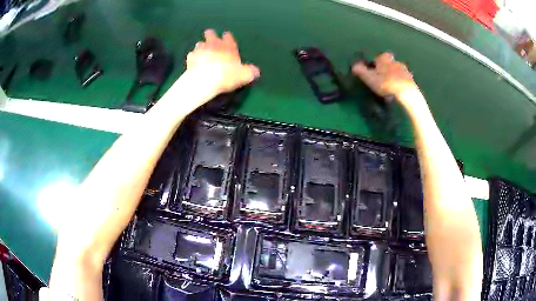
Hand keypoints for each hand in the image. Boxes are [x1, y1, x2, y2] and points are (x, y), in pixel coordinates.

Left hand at [186, 29, 259, 94]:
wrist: (203, 80)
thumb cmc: (226, 75)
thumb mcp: (243, 75)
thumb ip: (250, 71)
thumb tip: (256, 71)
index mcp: (228, 46)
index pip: (228, 37)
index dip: (227, 37)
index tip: (226, 38)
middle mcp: (213, 44)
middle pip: (210, 34)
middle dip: (211, 35)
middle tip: (211, 38)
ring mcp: (200, 50)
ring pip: (200, 43)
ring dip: (201, 47)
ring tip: (202, 52)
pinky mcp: (190, 58)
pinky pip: (191, 55)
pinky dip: (193, 57)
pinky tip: (194, 62)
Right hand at [352, 53, 422, 109]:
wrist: (406, 93)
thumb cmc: (385, 83)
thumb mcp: (369, 78)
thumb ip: (360, 71)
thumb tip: (354, 66)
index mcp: (384, 58)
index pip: (377, 58)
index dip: (374, 66)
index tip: (373, 74)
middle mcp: (395, 60)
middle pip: (388, 64)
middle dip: (385, 70)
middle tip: (381, 81)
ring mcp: (404, 69)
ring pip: (396, 71)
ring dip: (393, 76)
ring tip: (390, 88)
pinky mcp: (411, 79)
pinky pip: (403, 79)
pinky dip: (400, 83)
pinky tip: (398, 91)